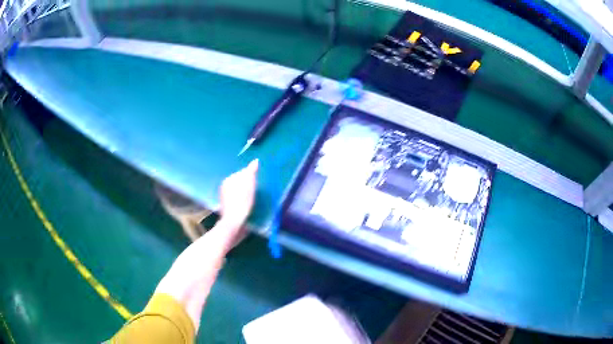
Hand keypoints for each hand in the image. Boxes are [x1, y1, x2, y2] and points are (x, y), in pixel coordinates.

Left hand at [219, 159, 258, 230]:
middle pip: (241, 183)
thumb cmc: (241, 202)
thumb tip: (255, 161)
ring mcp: (225, 199)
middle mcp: (225, 188)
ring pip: (240, 193)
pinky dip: (244, 204)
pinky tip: (249, 208)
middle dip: (249, 186)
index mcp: (228, 180)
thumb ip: (251, 171)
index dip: (252, 178)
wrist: (234, 224)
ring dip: (247, 196)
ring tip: (253, 202)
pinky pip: (239, 202)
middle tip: (256, 194)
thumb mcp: (248, 184)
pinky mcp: (229, 209)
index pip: (243, 173)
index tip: (257, 185)